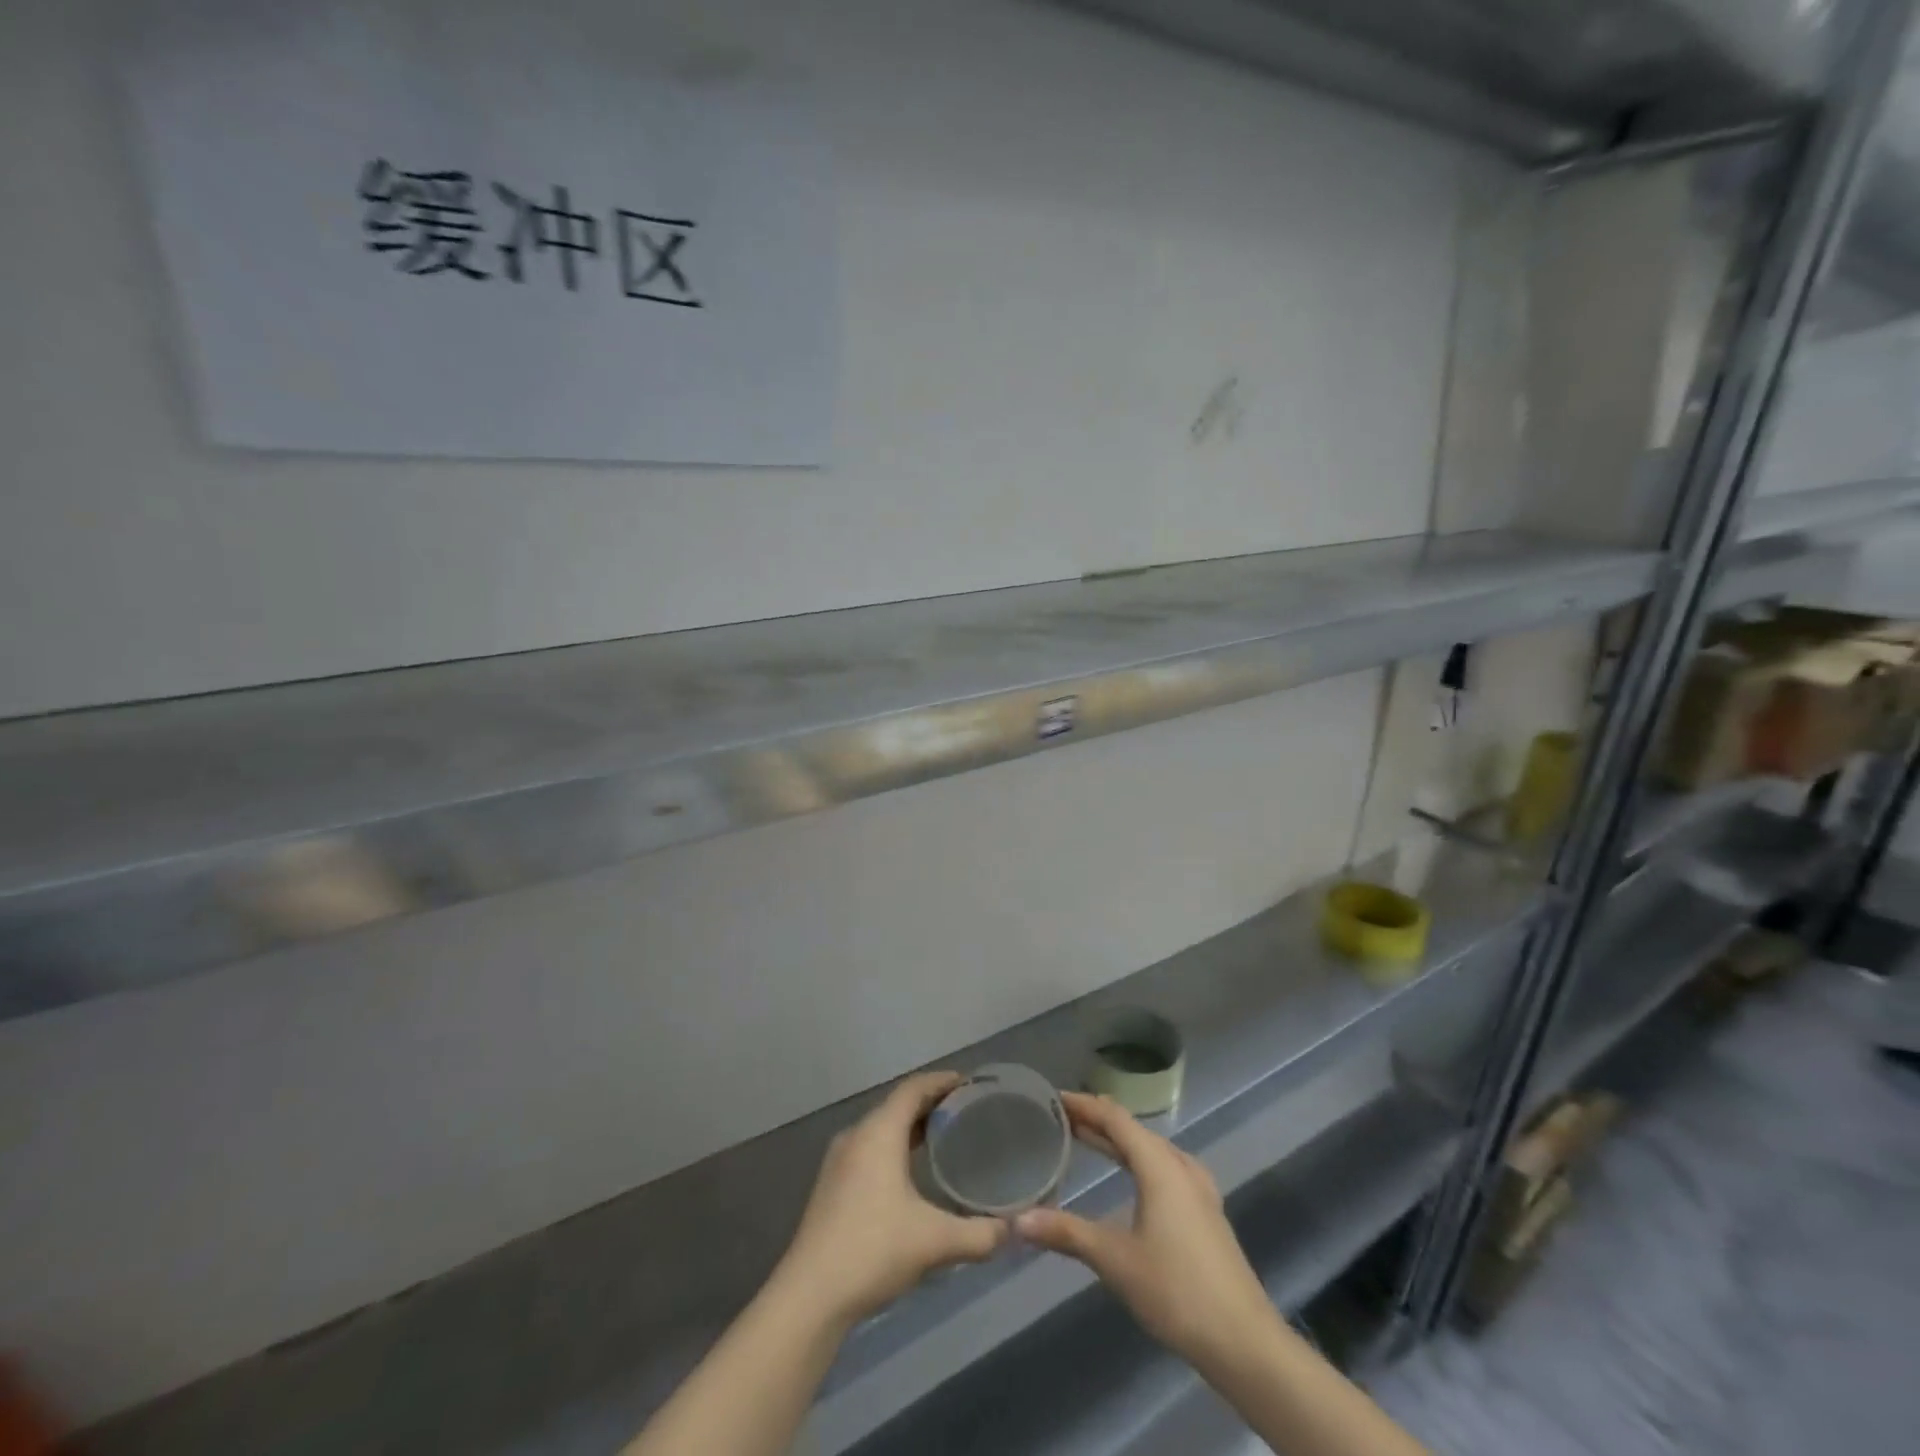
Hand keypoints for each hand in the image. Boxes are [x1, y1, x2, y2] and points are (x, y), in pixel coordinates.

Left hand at [774, 1072, 1009, 1327]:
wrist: (810, 1296)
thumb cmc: (874, 1250)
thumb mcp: (935, 1242)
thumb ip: (979, 1234)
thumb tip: (1012, 1230)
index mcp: (879, 1131)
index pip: (914, 1088)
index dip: (942, 1081)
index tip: (970, 1084)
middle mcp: (857, 1135)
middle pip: (898, 1105)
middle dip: (931, 1104)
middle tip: (966, 1112)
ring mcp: (839, 1161)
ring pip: (882, 1128)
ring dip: (911, 1127)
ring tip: (944, 1139)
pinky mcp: (832, 1186)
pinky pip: (870, 1149)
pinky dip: (894, 1147)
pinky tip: (911, 1173)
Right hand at [1015, 1092, 1278, 1371]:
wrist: (1244, 1342)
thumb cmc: (1176, 1290)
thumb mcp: (1115, 1260)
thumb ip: (1066, 1234)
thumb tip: (1017, 1221)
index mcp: (1159, 1165)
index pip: (1115, 1118)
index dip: (1084, 1104)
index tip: (1053, 1098)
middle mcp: (1180, 1166)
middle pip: (1133, 1129)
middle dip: (1097, 1120)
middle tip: (1061, 1117)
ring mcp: (1198, 1188)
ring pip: (1150, 1148)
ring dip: (1118, 1140)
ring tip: (1087, 1138)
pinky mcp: (1205, 1211)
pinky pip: (1164, 1167)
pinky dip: (1138, 1160)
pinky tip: (1131, 1177)